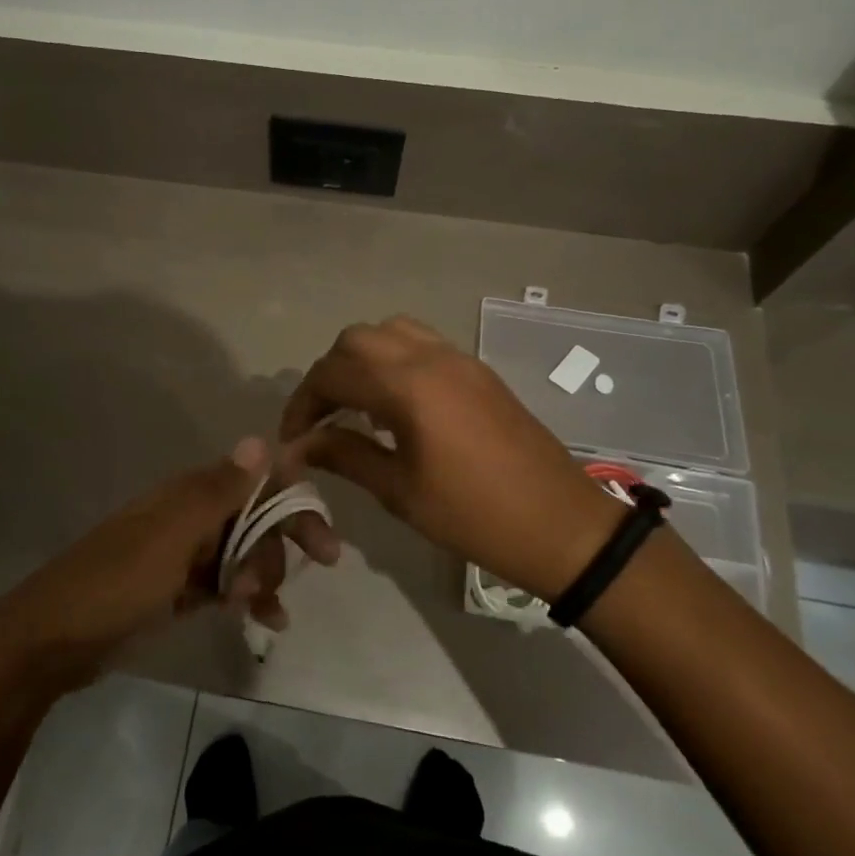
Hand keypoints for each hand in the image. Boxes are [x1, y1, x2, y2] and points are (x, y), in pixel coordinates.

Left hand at [0, 438, 339, 690]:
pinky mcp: (177, 590)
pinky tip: (267, 623)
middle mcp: (191, 517)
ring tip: (259, 609)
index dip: (293, 502)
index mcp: (189, 495)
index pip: (256, 484)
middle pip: (256, 521)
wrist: (52, 641)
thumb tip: (264, 439)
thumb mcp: (171, 537)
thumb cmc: (117, 582)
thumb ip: (220, 491)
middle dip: (280, 546)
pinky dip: (248, 598)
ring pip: (244, 554)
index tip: (324, 538)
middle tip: (300, 576)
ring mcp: (184, 555)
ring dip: (262, 577)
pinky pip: (226, 585)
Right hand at [280, 316, 621, 600]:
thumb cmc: (474, 515)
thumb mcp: (400, 491)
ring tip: (356, 405)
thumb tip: (299, 446)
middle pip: (356, 340)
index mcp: (408, 386)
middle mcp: (430, 357)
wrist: (560, 523)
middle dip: (328, 373)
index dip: (302, 403)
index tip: (294, 438)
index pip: (332, 373)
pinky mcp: (477, 370)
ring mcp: (458, 359)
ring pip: (390, 332)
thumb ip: (345, 455)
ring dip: (361, 359)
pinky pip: (421, 344)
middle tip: (322, 418)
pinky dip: (393, 360)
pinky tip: (395, 404)